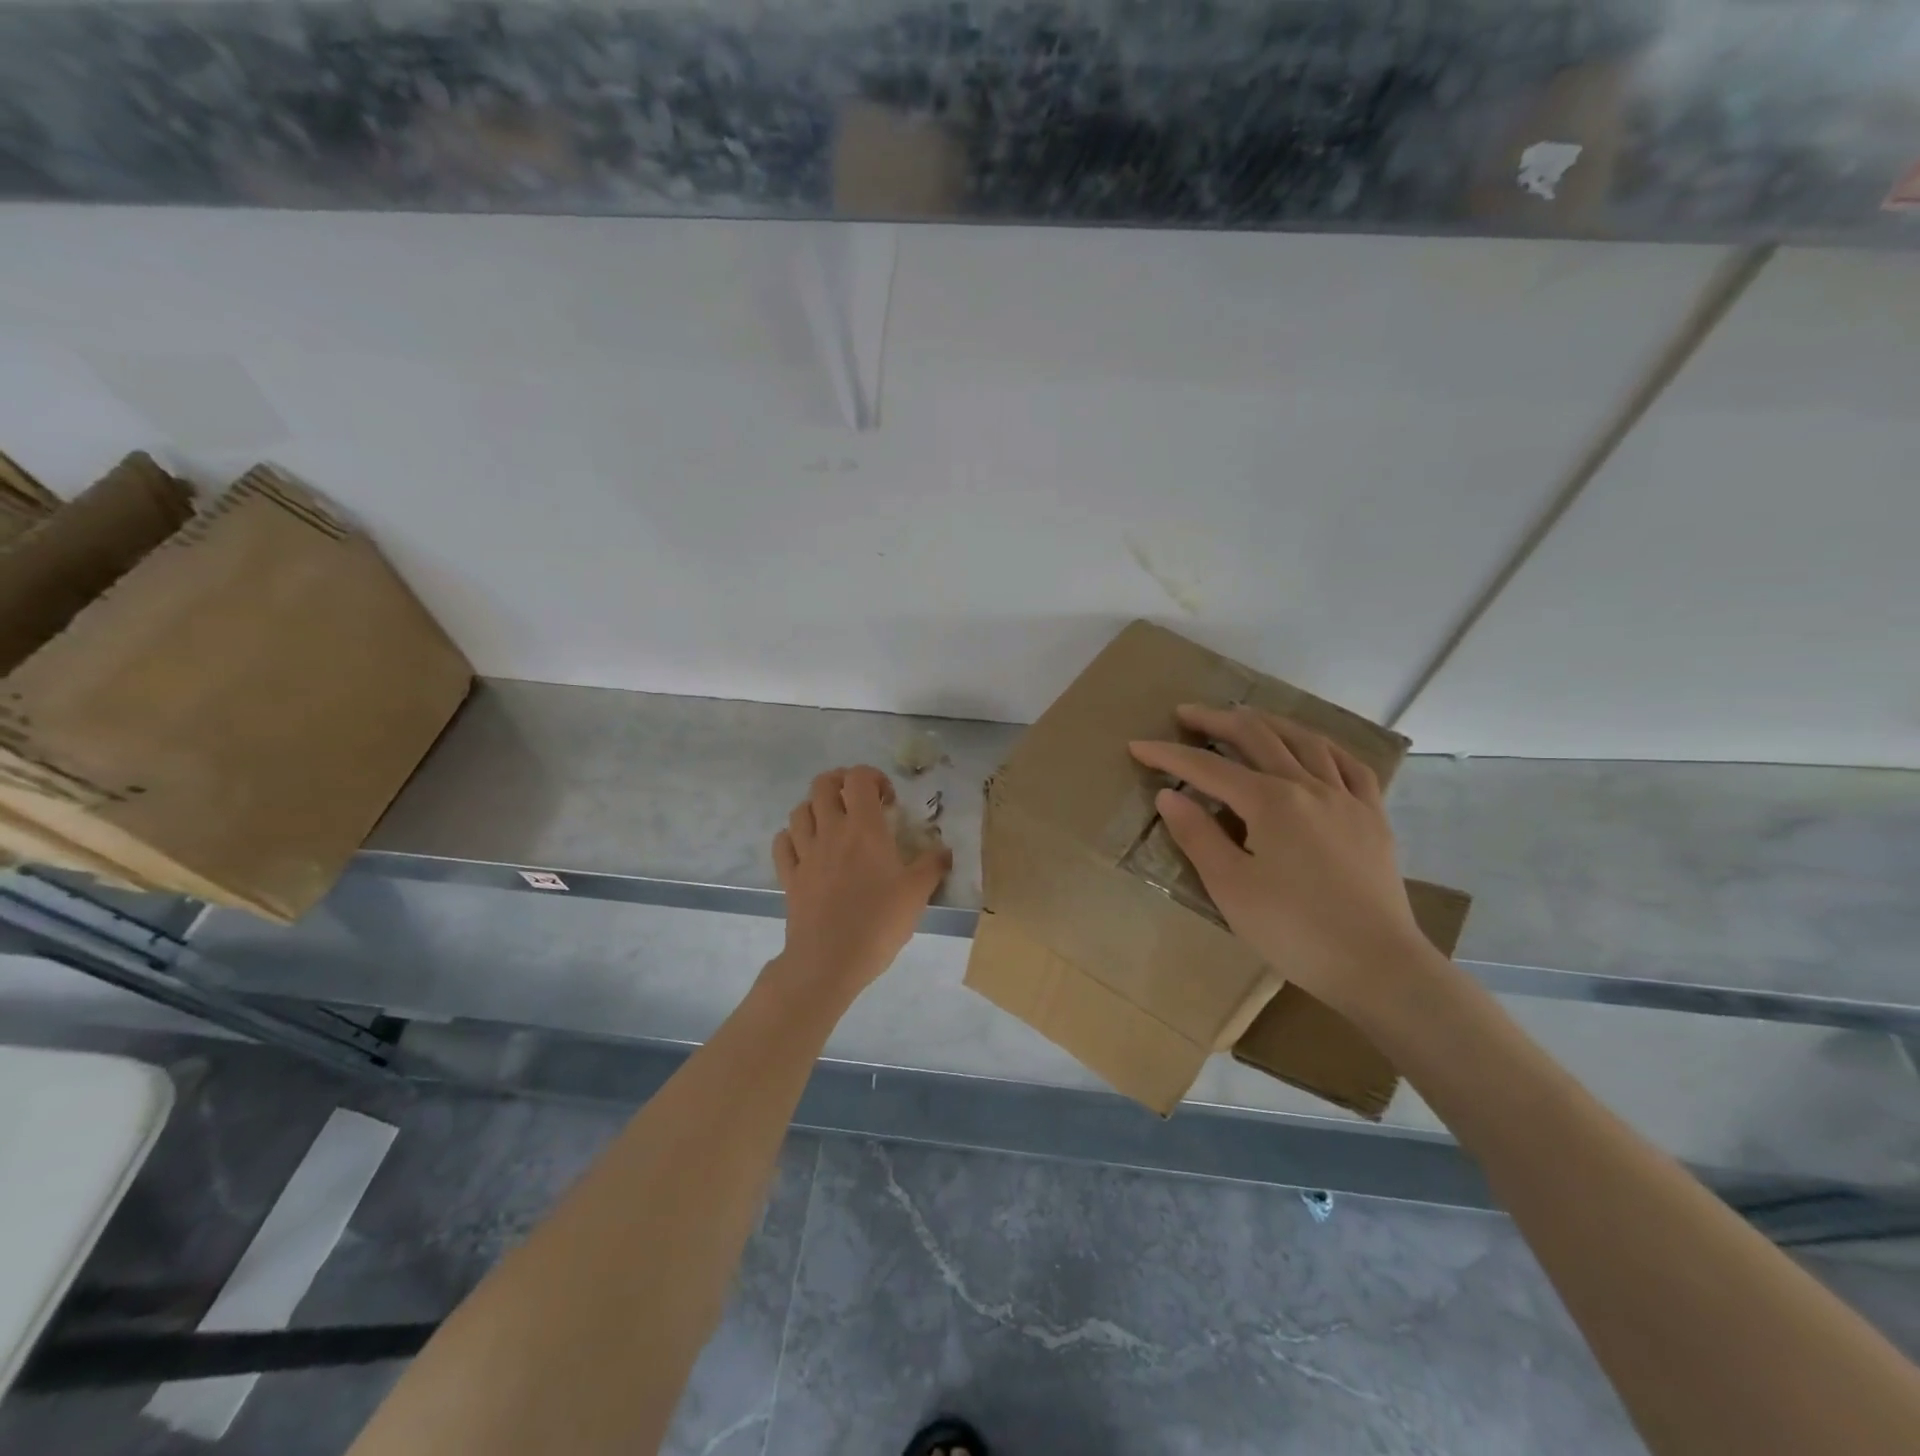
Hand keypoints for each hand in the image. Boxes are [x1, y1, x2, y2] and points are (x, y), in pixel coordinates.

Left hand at [771, 765, 951, 1001]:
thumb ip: (932, 866)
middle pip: (823, 784)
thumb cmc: (878, 922)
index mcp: (864, 827)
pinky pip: (782, 843)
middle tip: (859, 802)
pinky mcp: (789, 876)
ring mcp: (805, 853)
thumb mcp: (917, 894)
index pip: (859, 778)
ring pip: (799, 810)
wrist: (829, 961)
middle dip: (841, 783)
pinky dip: (792, 836)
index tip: (888, 801)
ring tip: (833, 824)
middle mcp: (830, 831)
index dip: (873, 777)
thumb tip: (944, 850)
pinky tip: (806, 847)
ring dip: (816, 807)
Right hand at [1129, 705, 1435, 1022]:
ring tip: (1244, 717)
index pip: (1207, 768)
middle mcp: (1308, 786)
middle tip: (1185, 714)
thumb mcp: (1230, 887)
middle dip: (1216, 720)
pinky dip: (1322, 745)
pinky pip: (1349, 764)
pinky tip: (1312, 746)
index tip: (1137, 746)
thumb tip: (1169, 795)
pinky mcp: (1373, 817)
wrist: (1377, 965)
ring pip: (1304, 740)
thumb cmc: (1294, 930)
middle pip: (1256, 736)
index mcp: (1269, 802)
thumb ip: (1197, 835)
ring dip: (1267, 722)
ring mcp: (1346, 798)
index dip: (1169, 755)